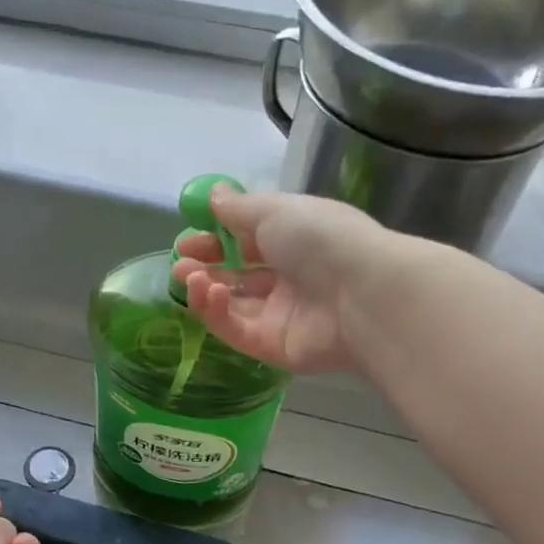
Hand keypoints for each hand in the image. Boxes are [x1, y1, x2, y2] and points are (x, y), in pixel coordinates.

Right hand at [170, 186, 400, 373]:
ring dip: (204, 289)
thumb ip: (238, 207)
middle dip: (204, 268)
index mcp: (294, 240)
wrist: (362, 294)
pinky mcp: (273, 348)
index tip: (187, 238)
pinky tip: (206, 293)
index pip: (246, 242)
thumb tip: (213, 195)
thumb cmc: (321, 239)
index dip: (215, 240)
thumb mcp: (275, 210)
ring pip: (232, 306)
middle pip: (236, 276)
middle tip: (180, 264)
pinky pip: (236, 331)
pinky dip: (215, 313)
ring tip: (187, 277)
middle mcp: (288, 278)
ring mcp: (280, 316)